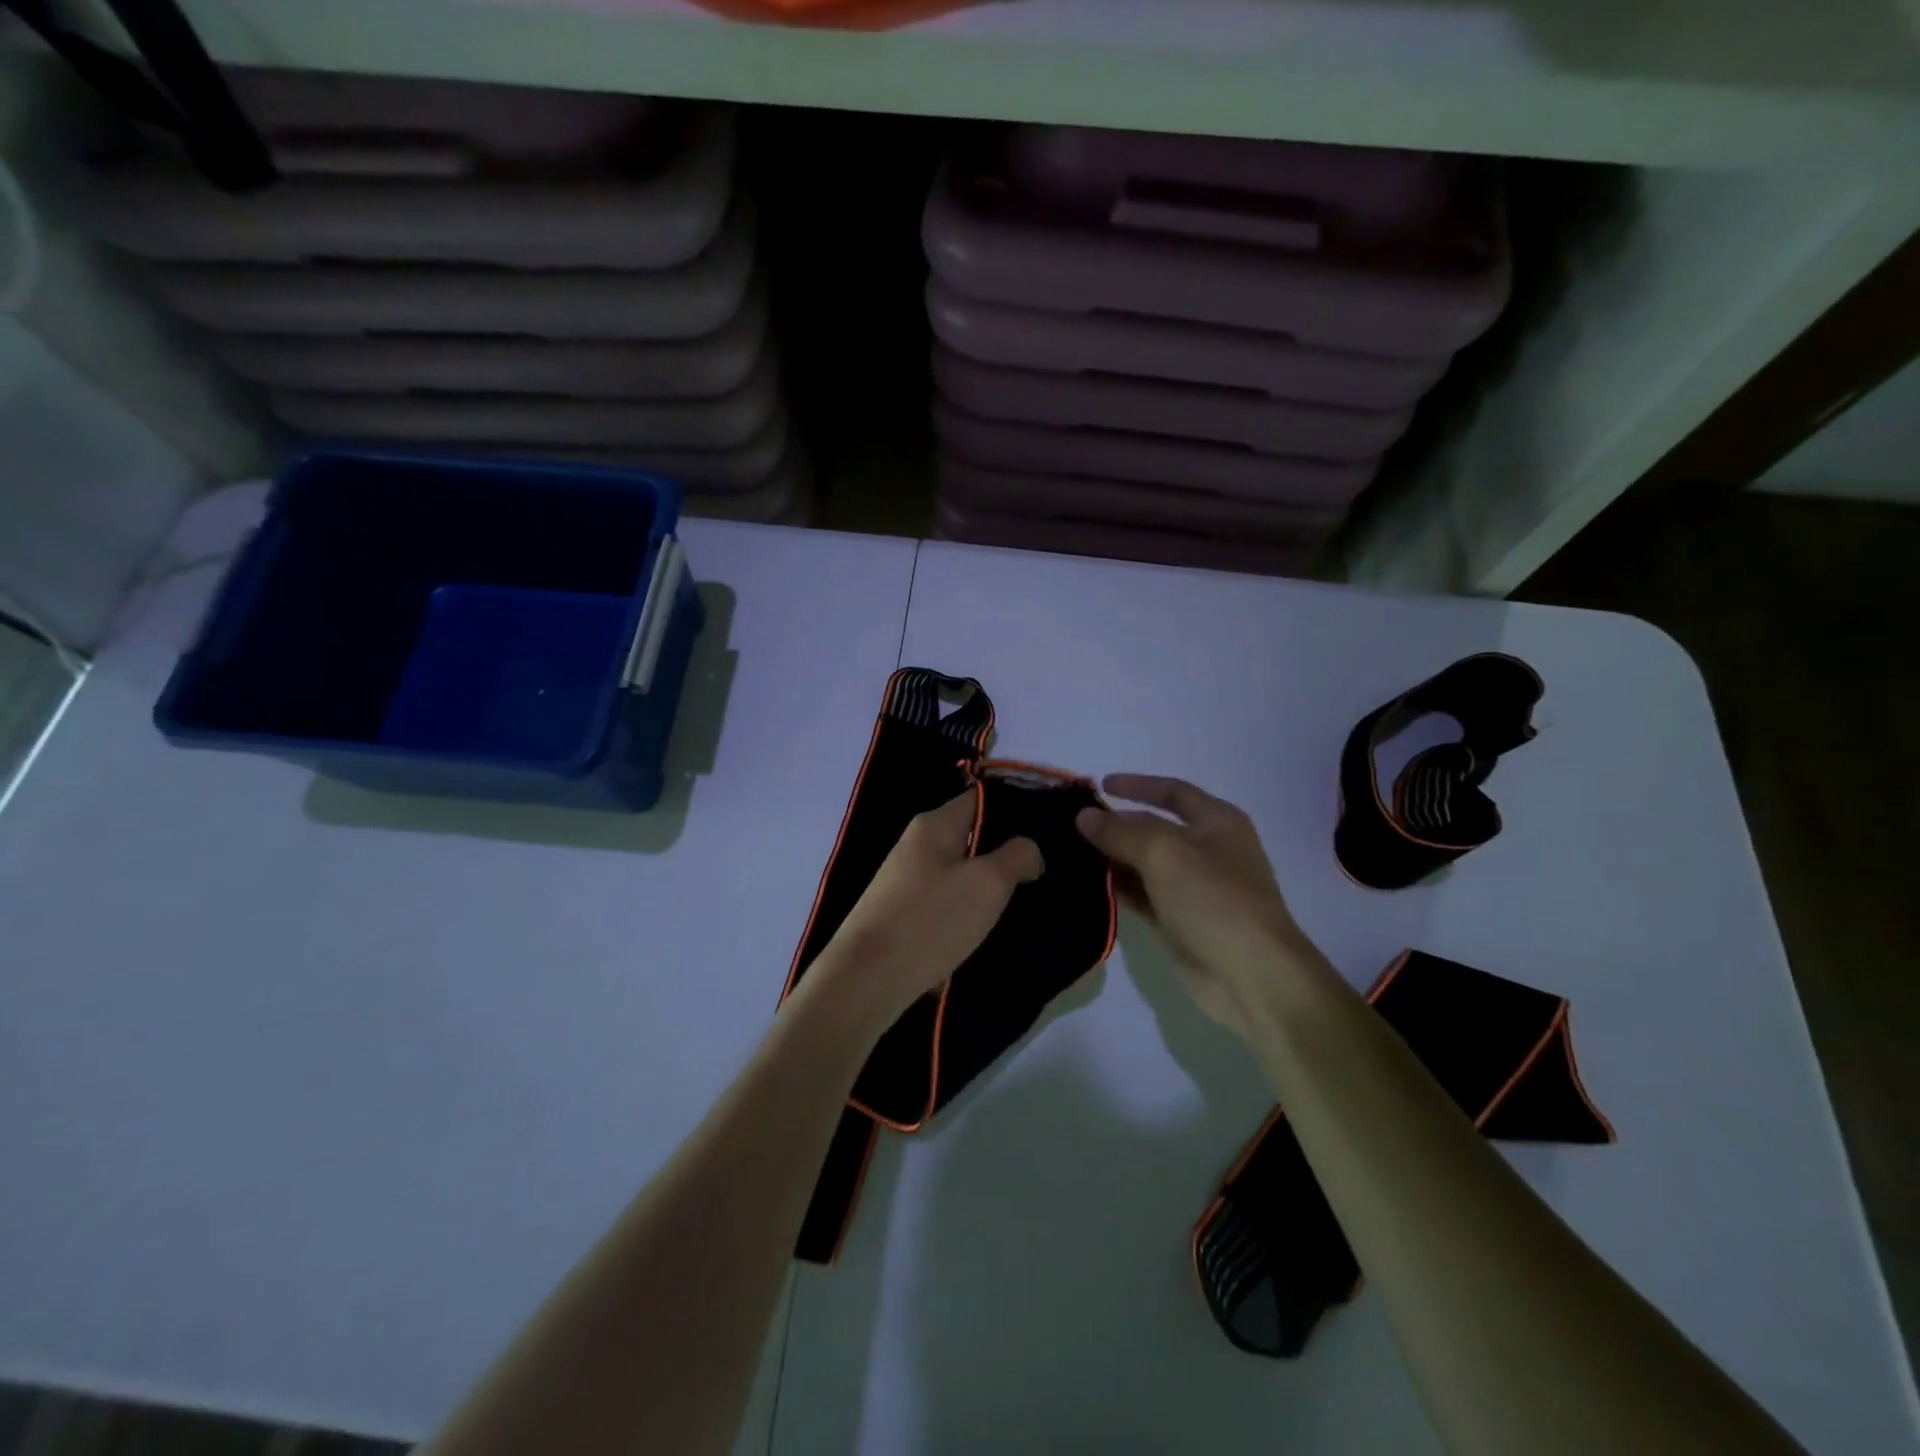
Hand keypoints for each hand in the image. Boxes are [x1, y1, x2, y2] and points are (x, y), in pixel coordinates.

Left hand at [805, 792, 1043, 1030]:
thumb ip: (1017, 856)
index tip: (1050, 829)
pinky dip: (968, 911)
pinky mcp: (902, 912)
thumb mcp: (987, 884)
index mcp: (934, 824)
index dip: (1017, 808)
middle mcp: (917, 843)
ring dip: (988, 885)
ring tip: (1025, 901)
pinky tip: (988, 930)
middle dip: (1006, 852)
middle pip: (972, 835)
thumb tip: (1028, 849)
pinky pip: (946, 900)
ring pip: (961, 871)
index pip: (982, 798)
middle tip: (1045, 871)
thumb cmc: (930, 921)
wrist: (865, 980)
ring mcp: (906, 879)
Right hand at [1077, 774, 1332, 1047]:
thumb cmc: (1215, 901)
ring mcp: (1191, 888)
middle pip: (1153, 828)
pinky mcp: (1177, 920)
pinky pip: (1140, 895)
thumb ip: (1121, 832)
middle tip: (1070, 824)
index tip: (1098, 785)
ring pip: (1143, 863)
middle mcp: (1205, 850)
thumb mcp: (1165, 854)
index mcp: (1217, 823)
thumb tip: (1084, 816)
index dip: (1137, 785)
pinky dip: (1116, 888)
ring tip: (1067, 853)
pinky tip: (1084, 885)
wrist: (1251, 978)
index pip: (1172, 791)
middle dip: (1115, 824)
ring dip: (1110, 858)